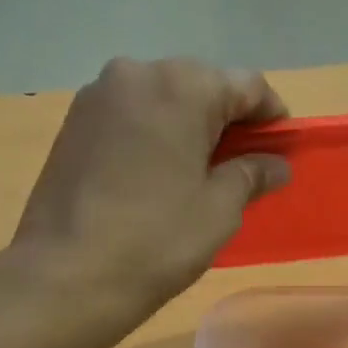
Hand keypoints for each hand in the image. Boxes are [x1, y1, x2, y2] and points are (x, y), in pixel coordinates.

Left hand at [12, 58, 290, 327]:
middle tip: (241, 164)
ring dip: (187, 126)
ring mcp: (98, 96)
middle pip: (201, 85)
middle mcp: (137, 73)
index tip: (280, 149)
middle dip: (226, 119)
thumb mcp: (219, 209)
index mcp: (182, 86)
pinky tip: (157, 174)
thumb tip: (275, 164)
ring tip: (197, 172)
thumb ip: (252, 174)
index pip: (247, 85)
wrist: (67, 274)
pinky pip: (130, 116)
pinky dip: (153, 134)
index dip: (271, 117)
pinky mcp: (73, 122)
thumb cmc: (157, 240)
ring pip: (162, 99)